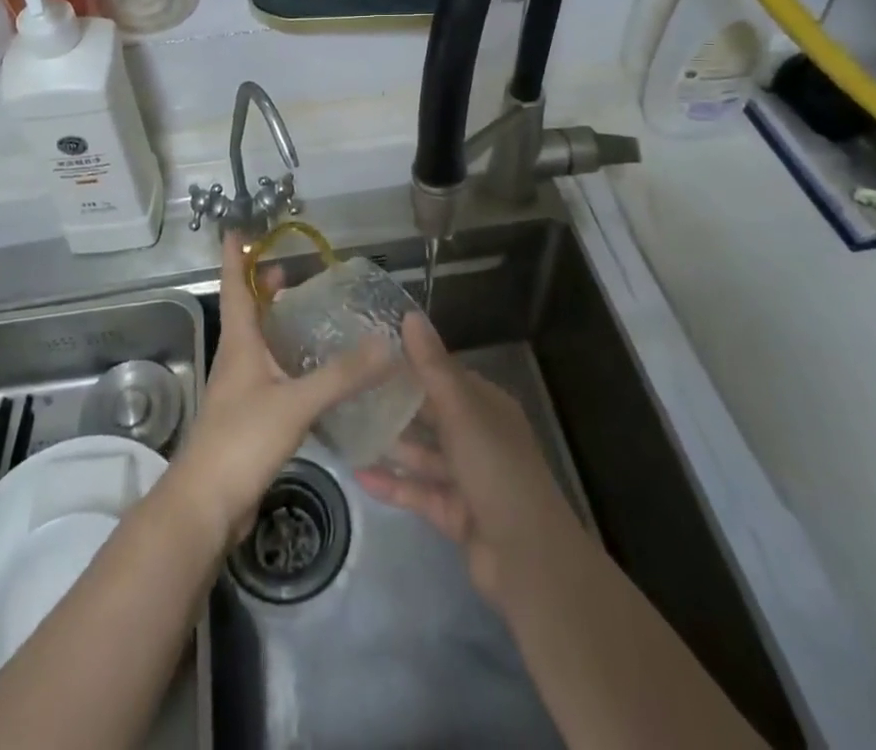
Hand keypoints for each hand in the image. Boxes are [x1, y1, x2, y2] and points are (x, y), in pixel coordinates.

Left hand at [166, 231, 393, 546]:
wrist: (206, 505)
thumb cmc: (242, 440)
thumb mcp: (295, 403)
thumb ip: (341, 376)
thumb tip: (385, 345)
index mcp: (239, 342)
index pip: (234, 286)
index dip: (236, 257)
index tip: (238, 229)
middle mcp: (236, 358)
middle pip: (247, 311)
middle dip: (264, 288)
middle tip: (294, 273)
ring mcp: (240, 389)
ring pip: (258, 343)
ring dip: (276, 323)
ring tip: (308, 315)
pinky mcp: (249, 416)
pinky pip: (269, 373)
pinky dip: (286, 360)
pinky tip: (312, 372)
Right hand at [356, 312, 585, 607]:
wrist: (529, 560)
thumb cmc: (496, 469)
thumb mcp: (461, 412)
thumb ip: (432, 367)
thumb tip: (410, 315)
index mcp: (486, 407)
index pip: (444, 376)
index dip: (410, 364)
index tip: (369, 354)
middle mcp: (478, 437)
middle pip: (431, 415)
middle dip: (395, 404)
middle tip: (349, 390)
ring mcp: (467, 478)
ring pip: (422, 454)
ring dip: (390, 444)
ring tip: (346, 430)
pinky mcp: (455, 514)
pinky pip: (418, 491)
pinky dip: (392, 483)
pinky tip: (357, 474)